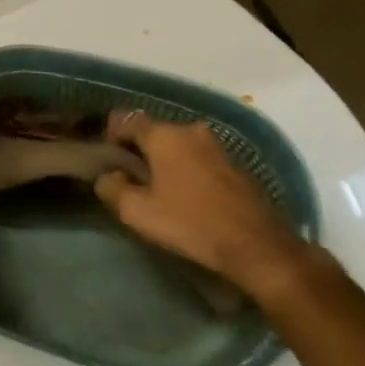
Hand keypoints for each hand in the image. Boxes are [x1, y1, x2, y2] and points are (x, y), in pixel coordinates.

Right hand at [93, 110, 307, 293]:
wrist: (257, 246)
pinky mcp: (234, 164)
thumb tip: (107, 176)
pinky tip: (186, 196)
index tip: (106, 160)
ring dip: (164, 160)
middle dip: (138, 150)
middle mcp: (191, 130)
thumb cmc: (190, 224)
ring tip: (157, 189)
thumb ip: (112, 188)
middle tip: (129, 178)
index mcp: (164, 135)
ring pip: (178, 145)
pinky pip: (198, 158)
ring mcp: (217, 146)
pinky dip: (186, 169)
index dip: (110, 136)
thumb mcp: (137, 212)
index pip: (126, 120)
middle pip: (153, 132)